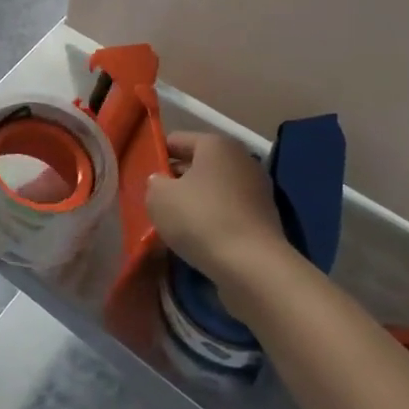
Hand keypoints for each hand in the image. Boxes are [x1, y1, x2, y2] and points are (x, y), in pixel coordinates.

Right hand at [146, 132, 285, 292]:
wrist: (253, 267)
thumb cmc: (201, 219)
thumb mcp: (159, 197)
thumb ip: (154, 183)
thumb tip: (162, 183)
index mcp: (216, 143)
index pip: (176, 141)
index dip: (157, 157)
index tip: (144, 179)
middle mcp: (241, 159)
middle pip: (197, 165)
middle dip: (176, 182)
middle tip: (156, 203)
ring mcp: (257, 189)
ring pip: (213, 191)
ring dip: (195, 204)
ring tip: (174, 226)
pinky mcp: (265, 219)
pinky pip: (228, 212)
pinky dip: (213, 222)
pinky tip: (198, 240)